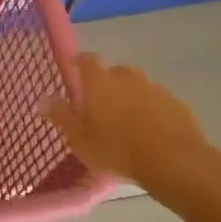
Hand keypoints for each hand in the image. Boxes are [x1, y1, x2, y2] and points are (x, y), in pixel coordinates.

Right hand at [44, 53, 220, 202]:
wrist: (173, 161)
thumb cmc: (116, 149)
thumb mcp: (79, 138)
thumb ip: (60, 115)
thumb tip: (43, 98)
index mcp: (99, 81)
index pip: (86, 60)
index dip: (78, 64)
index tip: (73, 73)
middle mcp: (127, 77)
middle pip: (113, 72)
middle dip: (105, 84)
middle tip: (98, 107)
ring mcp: (155, 89)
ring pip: (137, 87)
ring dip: (129, 98)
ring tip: (124, 124)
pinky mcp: (177, 105)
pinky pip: (157, 103)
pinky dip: (150, 111)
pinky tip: (149, 133)